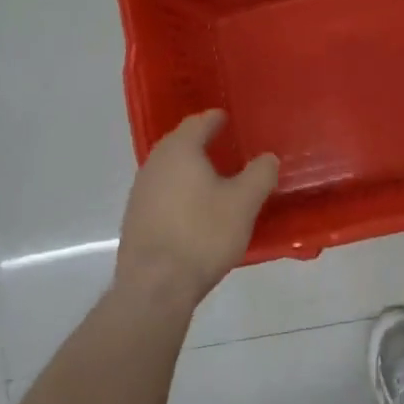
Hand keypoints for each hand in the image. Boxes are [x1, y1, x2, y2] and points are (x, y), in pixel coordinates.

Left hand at [116, 109, 278, 307]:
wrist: (155, 287)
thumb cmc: (203, 234)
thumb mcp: (244, 203)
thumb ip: (260, 174)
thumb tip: (268, 158)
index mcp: (180, 151)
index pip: (198, 123)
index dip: (214, 119)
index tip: (225, 117)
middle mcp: (154, 164)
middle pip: (178, 143)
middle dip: (199, 140)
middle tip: (221, 142)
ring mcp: (140, 192)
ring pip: (168, 169)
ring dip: (187, 167)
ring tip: (210, 175)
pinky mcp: (135, 219)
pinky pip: (161, 192)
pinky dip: (178, 190)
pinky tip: (193, 207)